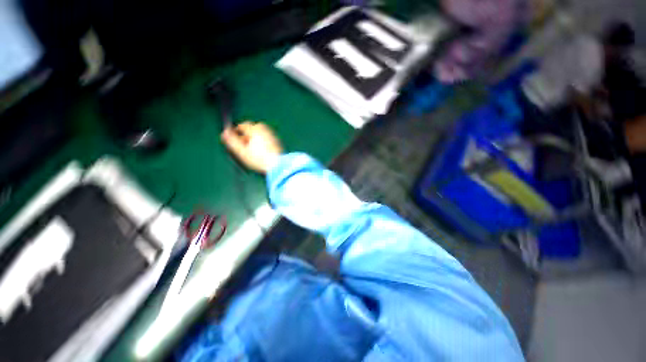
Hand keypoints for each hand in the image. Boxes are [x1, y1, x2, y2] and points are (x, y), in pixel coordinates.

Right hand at [220, 121, 282, 172]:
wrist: (278, 165)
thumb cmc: (259, 159)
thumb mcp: (242, 151)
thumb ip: (232, 141)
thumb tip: (224, 133)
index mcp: (255, 130)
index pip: (243, 125)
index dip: (237, 131)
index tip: (234, 138)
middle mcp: (265, 130)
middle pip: (253, 127)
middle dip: (247, 133)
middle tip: (244, 143)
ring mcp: (273, 135)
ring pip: (261, 132)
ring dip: (256, 137)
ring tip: (253, 148)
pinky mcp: (278, 142)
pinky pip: (268, 138)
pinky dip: (263, 141)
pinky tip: (262, 151)